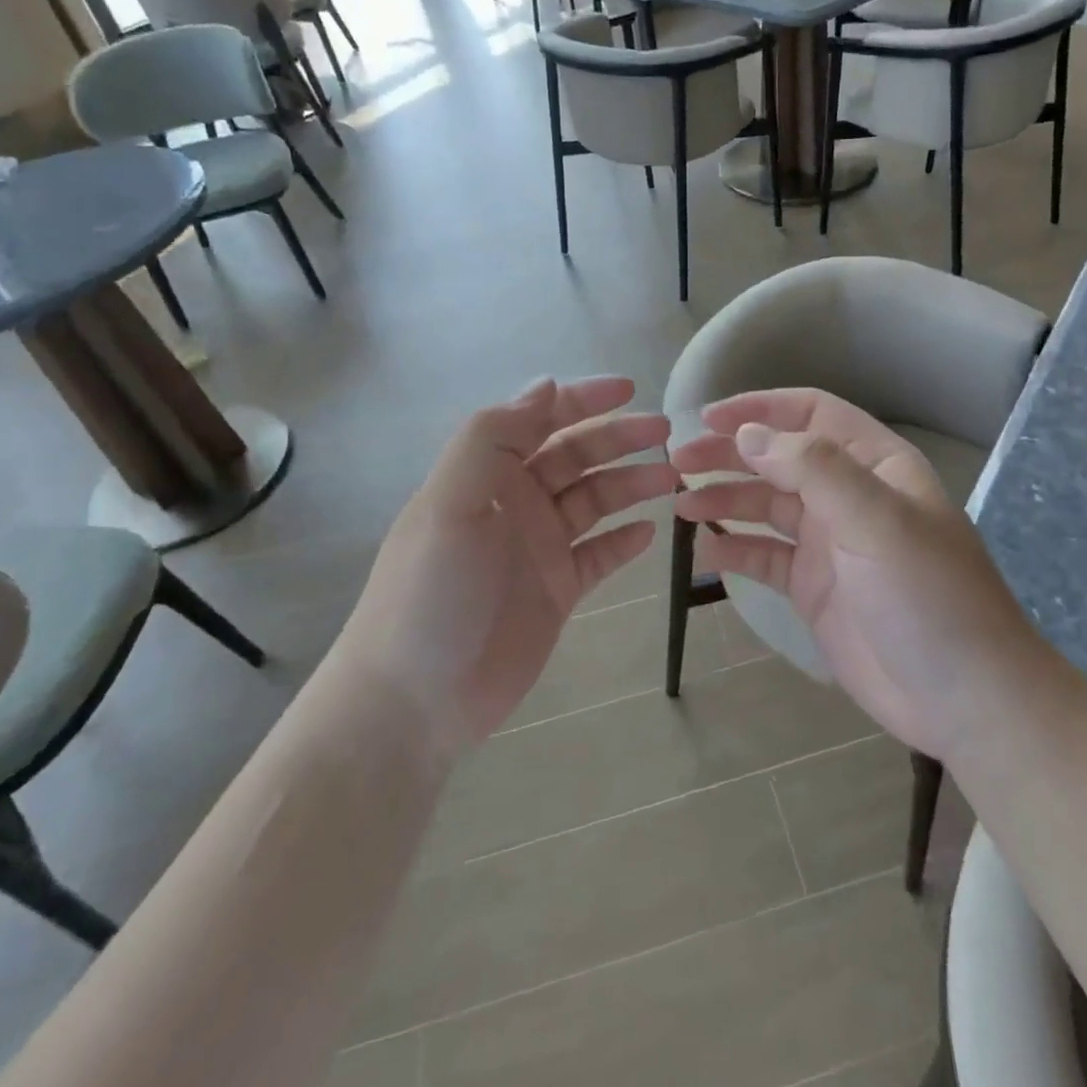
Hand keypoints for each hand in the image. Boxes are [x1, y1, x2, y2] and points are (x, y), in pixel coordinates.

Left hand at [344, 377, 675, 757]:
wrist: (414, 700)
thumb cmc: (431, 593)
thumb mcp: (449, 502)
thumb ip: (492, 437)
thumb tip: (545, 386)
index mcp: (488, 474)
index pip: (541, 419)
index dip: (583, 400)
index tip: (630, 390)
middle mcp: (516, 502)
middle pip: (576, 457)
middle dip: (620, 440)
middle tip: (666, 437)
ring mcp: (538, 547)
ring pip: (594, 501)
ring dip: (631, 486)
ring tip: (671, 481)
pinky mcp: (555, 590)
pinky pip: (598, 555)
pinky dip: (623, 541)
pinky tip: (650, 532)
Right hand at [671, 389, 1028, 764]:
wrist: (965, 699)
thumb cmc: (928, 595)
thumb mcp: (876, 519)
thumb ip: (813, 468)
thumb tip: (748, 434)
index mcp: (874, 465)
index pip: (811, 414)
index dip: (760, 408)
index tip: (707, 417)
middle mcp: (849, 496)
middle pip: (779, 459)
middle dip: (730, 454)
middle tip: (678, 460)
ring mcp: (831, 544)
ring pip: (767, 506)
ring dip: (725, 499)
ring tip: (680, 504)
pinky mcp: (815, 588)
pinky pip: (767, 557)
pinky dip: (736, 549)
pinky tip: (706, 550)